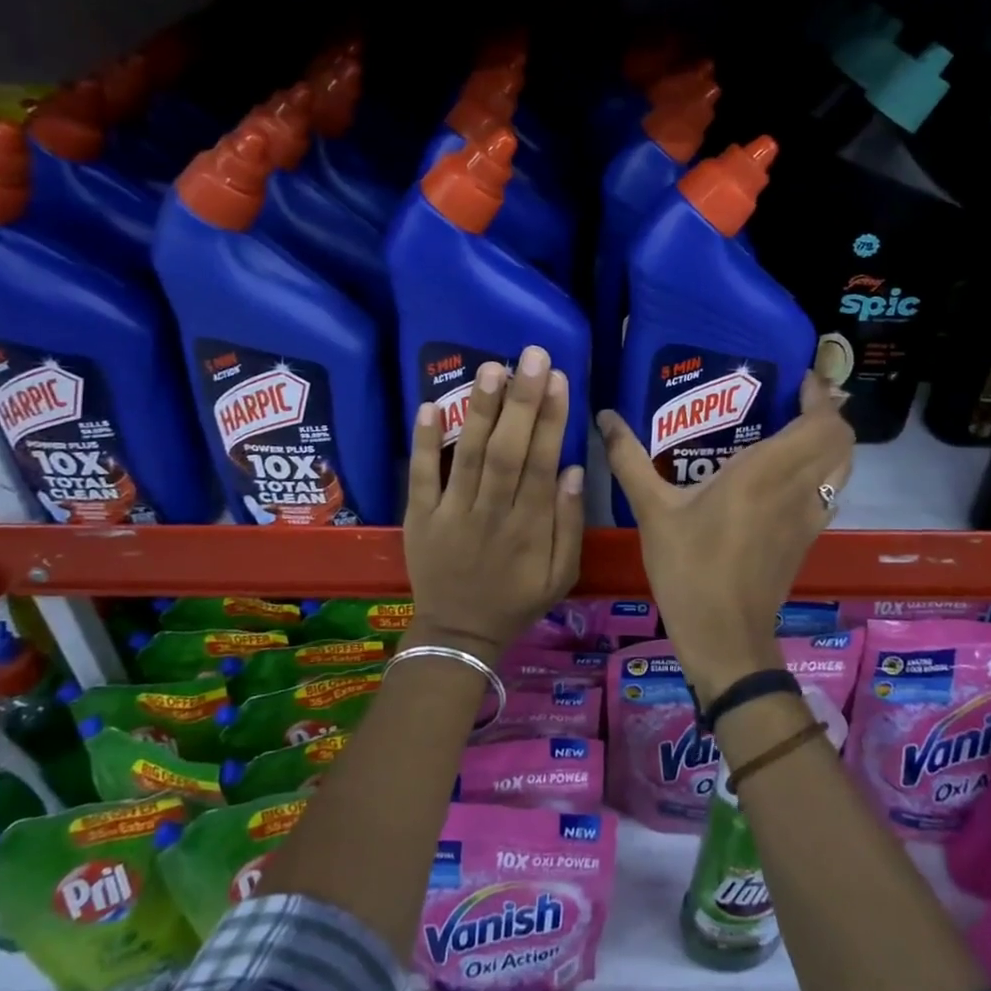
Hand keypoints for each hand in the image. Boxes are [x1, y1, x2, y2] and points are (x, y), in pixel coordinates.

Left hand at [403, 346, 583, 659]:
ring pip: (469, 456)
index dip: (551, 420)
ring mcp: (451, 513)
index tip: (558, 379)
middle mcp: (491, 513)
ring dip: (480, 410)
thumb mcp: (560, 575)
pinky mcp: (419, 516)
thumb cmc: (516, 601)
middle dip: (521, 401)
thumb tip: (572, 469)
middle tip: (531, 355)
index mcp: (529, 528)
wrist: (458, 634)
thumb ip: (569, 524)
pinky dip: (424, 442)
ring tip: (491, 367)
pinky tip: (430, 405)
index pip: (541, 463)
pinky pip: (421, 476)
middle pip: (508, 451)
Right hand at [600, 372, 853, 703]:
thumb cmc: (689, 569)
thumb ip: (629, 459)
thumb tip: (605, 416)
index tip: (796, 379)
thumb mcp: (652, 511)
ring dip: (830, 441)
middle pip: (842, 439)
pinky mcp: (809, 538)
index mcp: (766, 472)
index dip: (819, 396)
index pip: (821, 424)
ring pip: (843, 466)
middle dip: (827, 412)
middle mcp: (798, 488)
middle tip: (791, 400)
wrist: (724, 637)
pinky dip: (823, 470)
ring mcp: (810, 516)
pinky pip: (831, 490)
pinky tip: (787, 473)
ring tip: (794, 428)